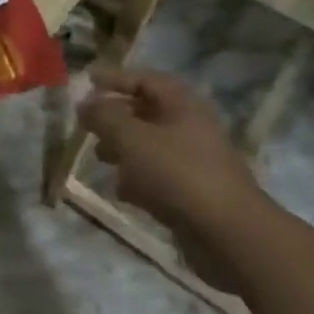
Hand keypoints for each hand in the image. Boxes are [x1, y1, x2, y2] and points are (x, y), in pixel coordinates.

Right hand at [78, 68, 267, 293]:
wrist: (229, 235)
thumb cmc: (178, 174)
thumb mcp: (132, 138)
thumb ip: (104, 117)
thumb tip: (85, 104)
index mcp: (183, 106)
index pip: (146, 80)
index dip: (116, 78)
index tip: (88, 80)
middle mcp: (190, 128)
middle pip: (146, 112)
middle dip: (115, 117)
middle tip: (89, 124)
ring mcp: (193, 162)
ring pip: (150, 146)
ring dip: (123, 149)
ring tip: (100, 157)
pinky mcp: (192, 194)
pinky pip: (158, 177)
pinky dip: (138, 179)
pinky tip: (122, 191)